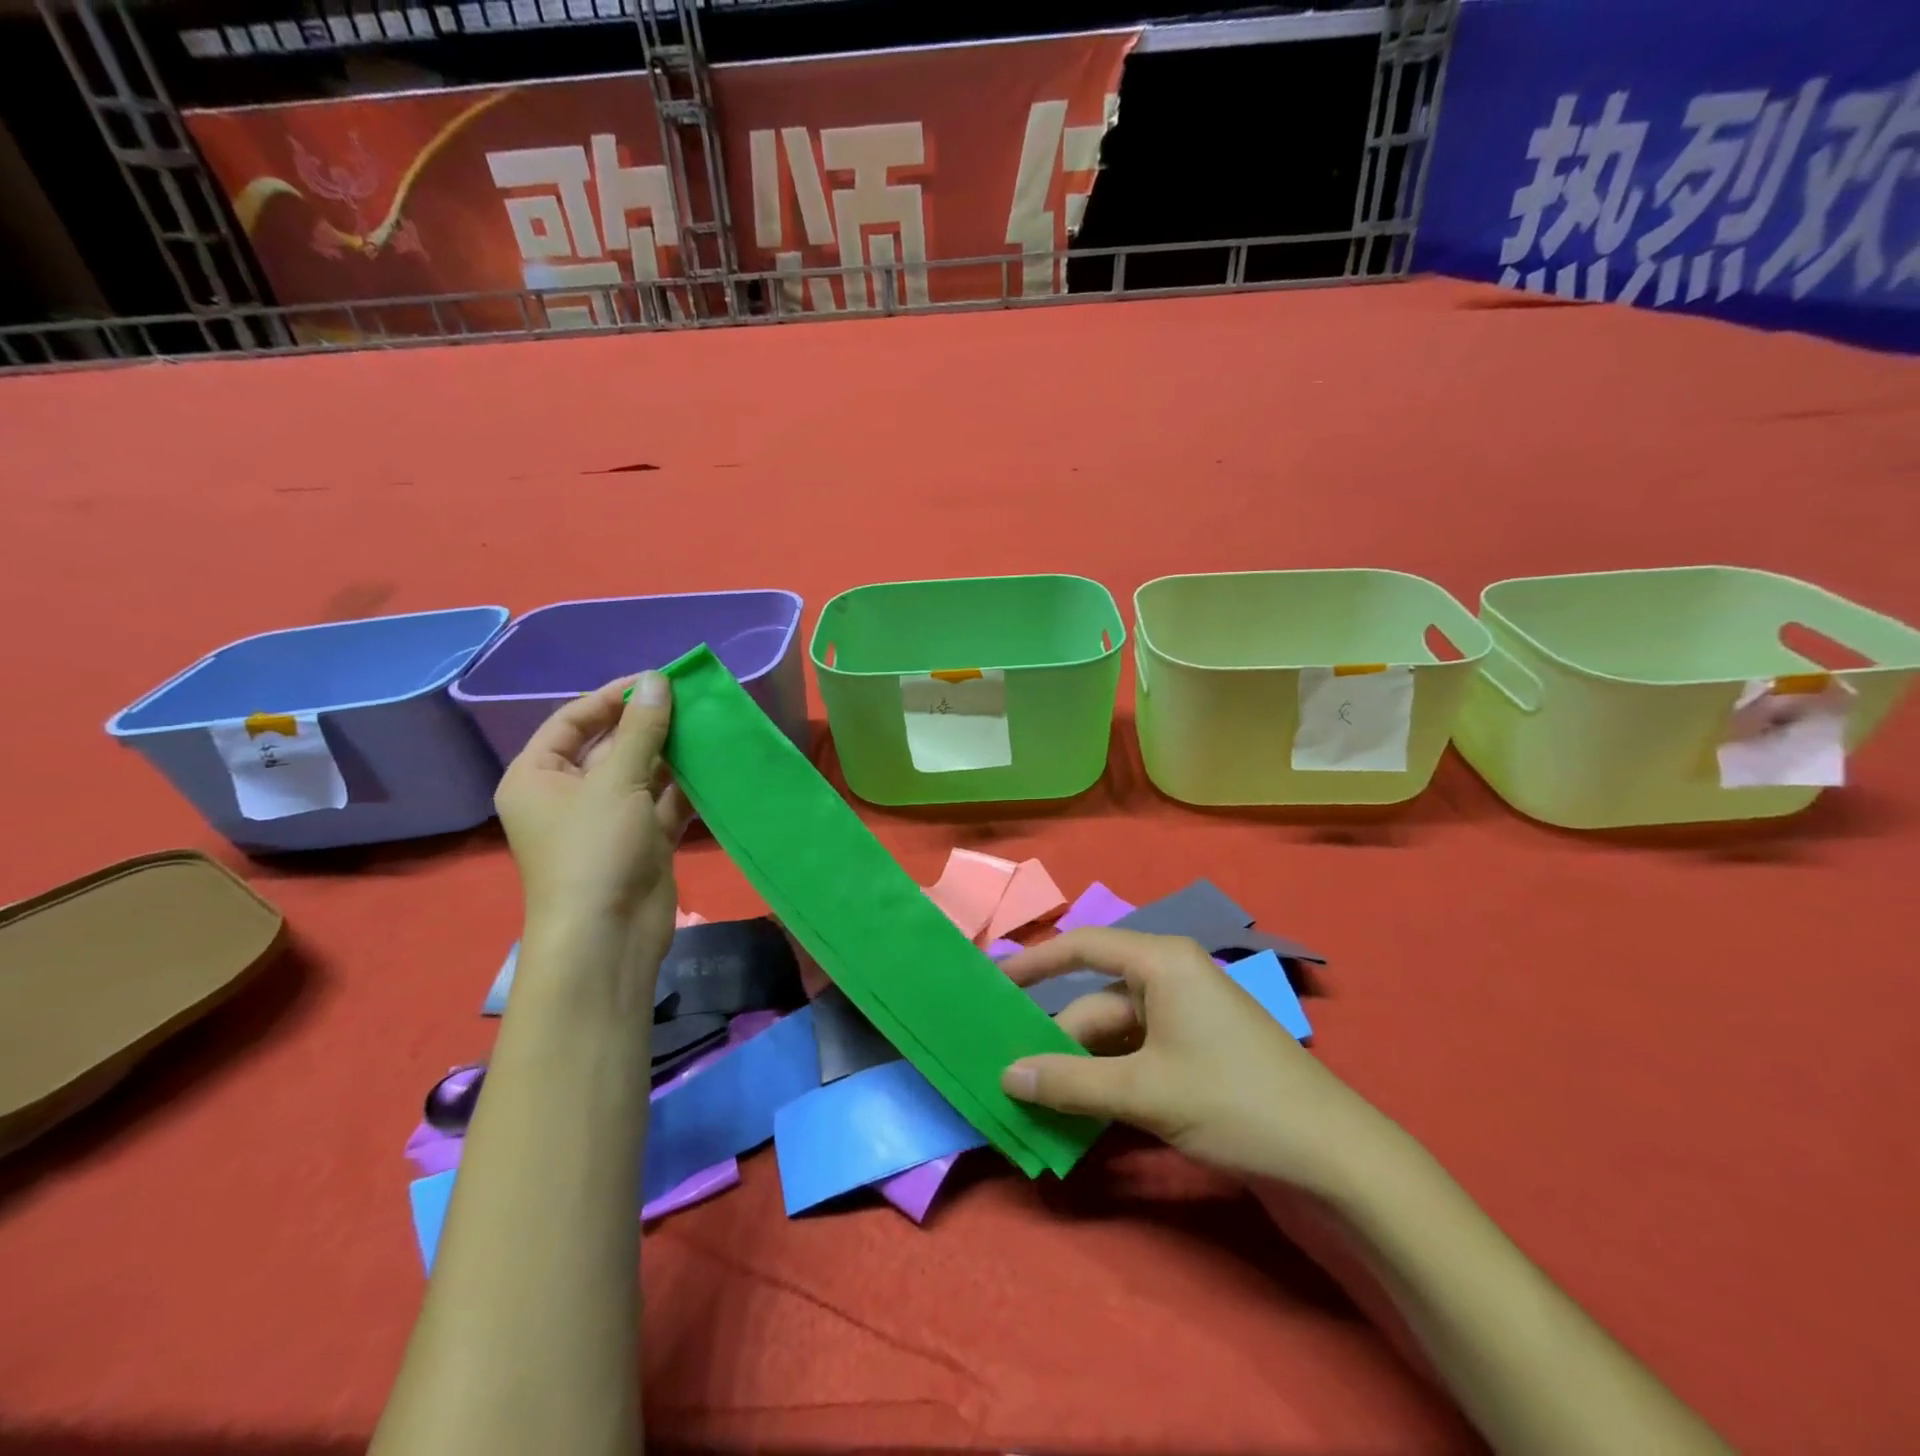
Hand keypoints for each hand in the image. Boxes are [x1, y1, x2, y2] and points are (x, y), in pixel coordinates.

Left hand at [494, 672, 693, 998]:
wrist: (609, 936)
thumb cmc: (595, 850)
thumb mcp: (616, 782)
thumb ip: (641, 730)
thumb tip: (657, 680)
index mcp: (538, 776)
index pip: (572, 721)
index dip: (611, 698)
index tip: (655, 681)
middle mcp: (569, 794)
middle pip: (610, 745)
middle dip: (649, 724)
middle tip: (691, 700)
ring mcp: (608, 819)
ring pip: (643, 773)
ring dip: (673, 752)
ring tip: (709, 724)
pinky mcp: (641, 840)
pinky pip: (663, 801)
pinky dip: (686, 784)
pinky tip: (715, 762)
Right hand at [999, 929, 1379, 1196]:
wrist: (1334, 1157)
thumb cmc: (1235, 1100)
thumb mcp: (1145, 1090)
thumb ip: (1070, 1082)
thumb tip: (1006, 1075)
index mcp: (1162, 962)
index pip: (1082, 946)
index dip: (1034, 963)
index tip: (992, 982)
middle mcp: (1170, 978)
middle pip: (1095, 1002)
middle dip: (1055, 1039)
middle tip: (1009, 1076)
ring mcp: (1185, 1018)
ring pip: (1113, 1034)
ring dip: (1079, 1067)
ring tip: (1036, 1100)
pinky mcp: (1195, 1054)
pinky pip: (1135, 1056)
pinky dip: (1108, 1080)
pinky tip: (1081, 1112)